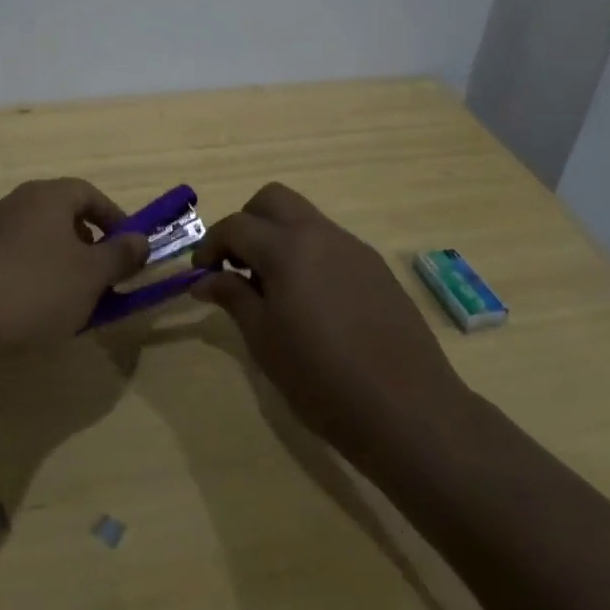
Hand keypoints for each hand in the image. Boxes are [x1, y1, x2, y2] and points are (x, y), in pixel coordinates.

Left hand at [0, 179, 149, 362]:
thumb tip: (140, 240)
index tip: (130, 249)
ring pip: (43, 242)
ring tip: (76, 303)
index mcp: (48, 196)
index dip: (115, 219)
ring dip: (65, 267)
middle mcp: (20, 204)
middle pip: (65, 217)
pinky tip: (40, 314)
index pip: (90, 194)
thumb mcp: (91, 275)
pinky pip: (20, 262)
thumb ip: (121, 255)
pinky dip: (38, 281)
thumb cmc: (36, 289)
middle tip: (105, 279)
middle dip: (90, 247)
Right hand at [191, 183, 470, 460]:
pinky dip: (308, 254)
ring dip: (279, 236)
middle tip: (237, 264)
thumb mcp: (265, 341)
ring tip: (273, 287)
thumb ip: (233, 298)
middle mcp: (319, 234)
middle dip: (247, 222)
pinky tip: (312, 301)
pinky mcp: (375, 268)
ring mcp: (352, 247)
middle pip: (272, 199)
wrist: (408, 409)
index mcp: (286, 247)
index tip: (201, 273)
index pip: (236, 225)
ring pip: (304, 218)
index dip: (211, 245)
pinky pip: (330, 243)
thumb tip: (204, 279)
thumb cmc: (322, 378)